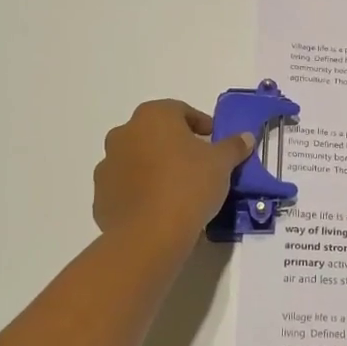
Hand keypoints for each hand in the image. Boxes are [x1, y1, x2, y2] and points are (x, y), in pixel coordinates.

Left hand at [93, 100, 255, 245]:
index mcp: (153, 116)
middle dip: (175, 144)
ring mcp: (107, 165)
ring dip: (154, 167)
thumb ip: (233, 146)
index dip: (200, 124)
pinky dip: (140, 191)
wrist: (149, 234)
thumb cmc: (188, 186)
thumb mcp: (221, 163)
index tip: (214, 141)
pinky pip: (126, 186)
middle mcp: (124, 133)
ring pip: (137, 159)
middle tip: (197, 164)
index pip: (180, 111)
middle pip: (155, 133)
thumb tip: (245, 137)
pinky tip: (159, 207)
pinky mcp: (100, 195)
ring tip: (178, 189)